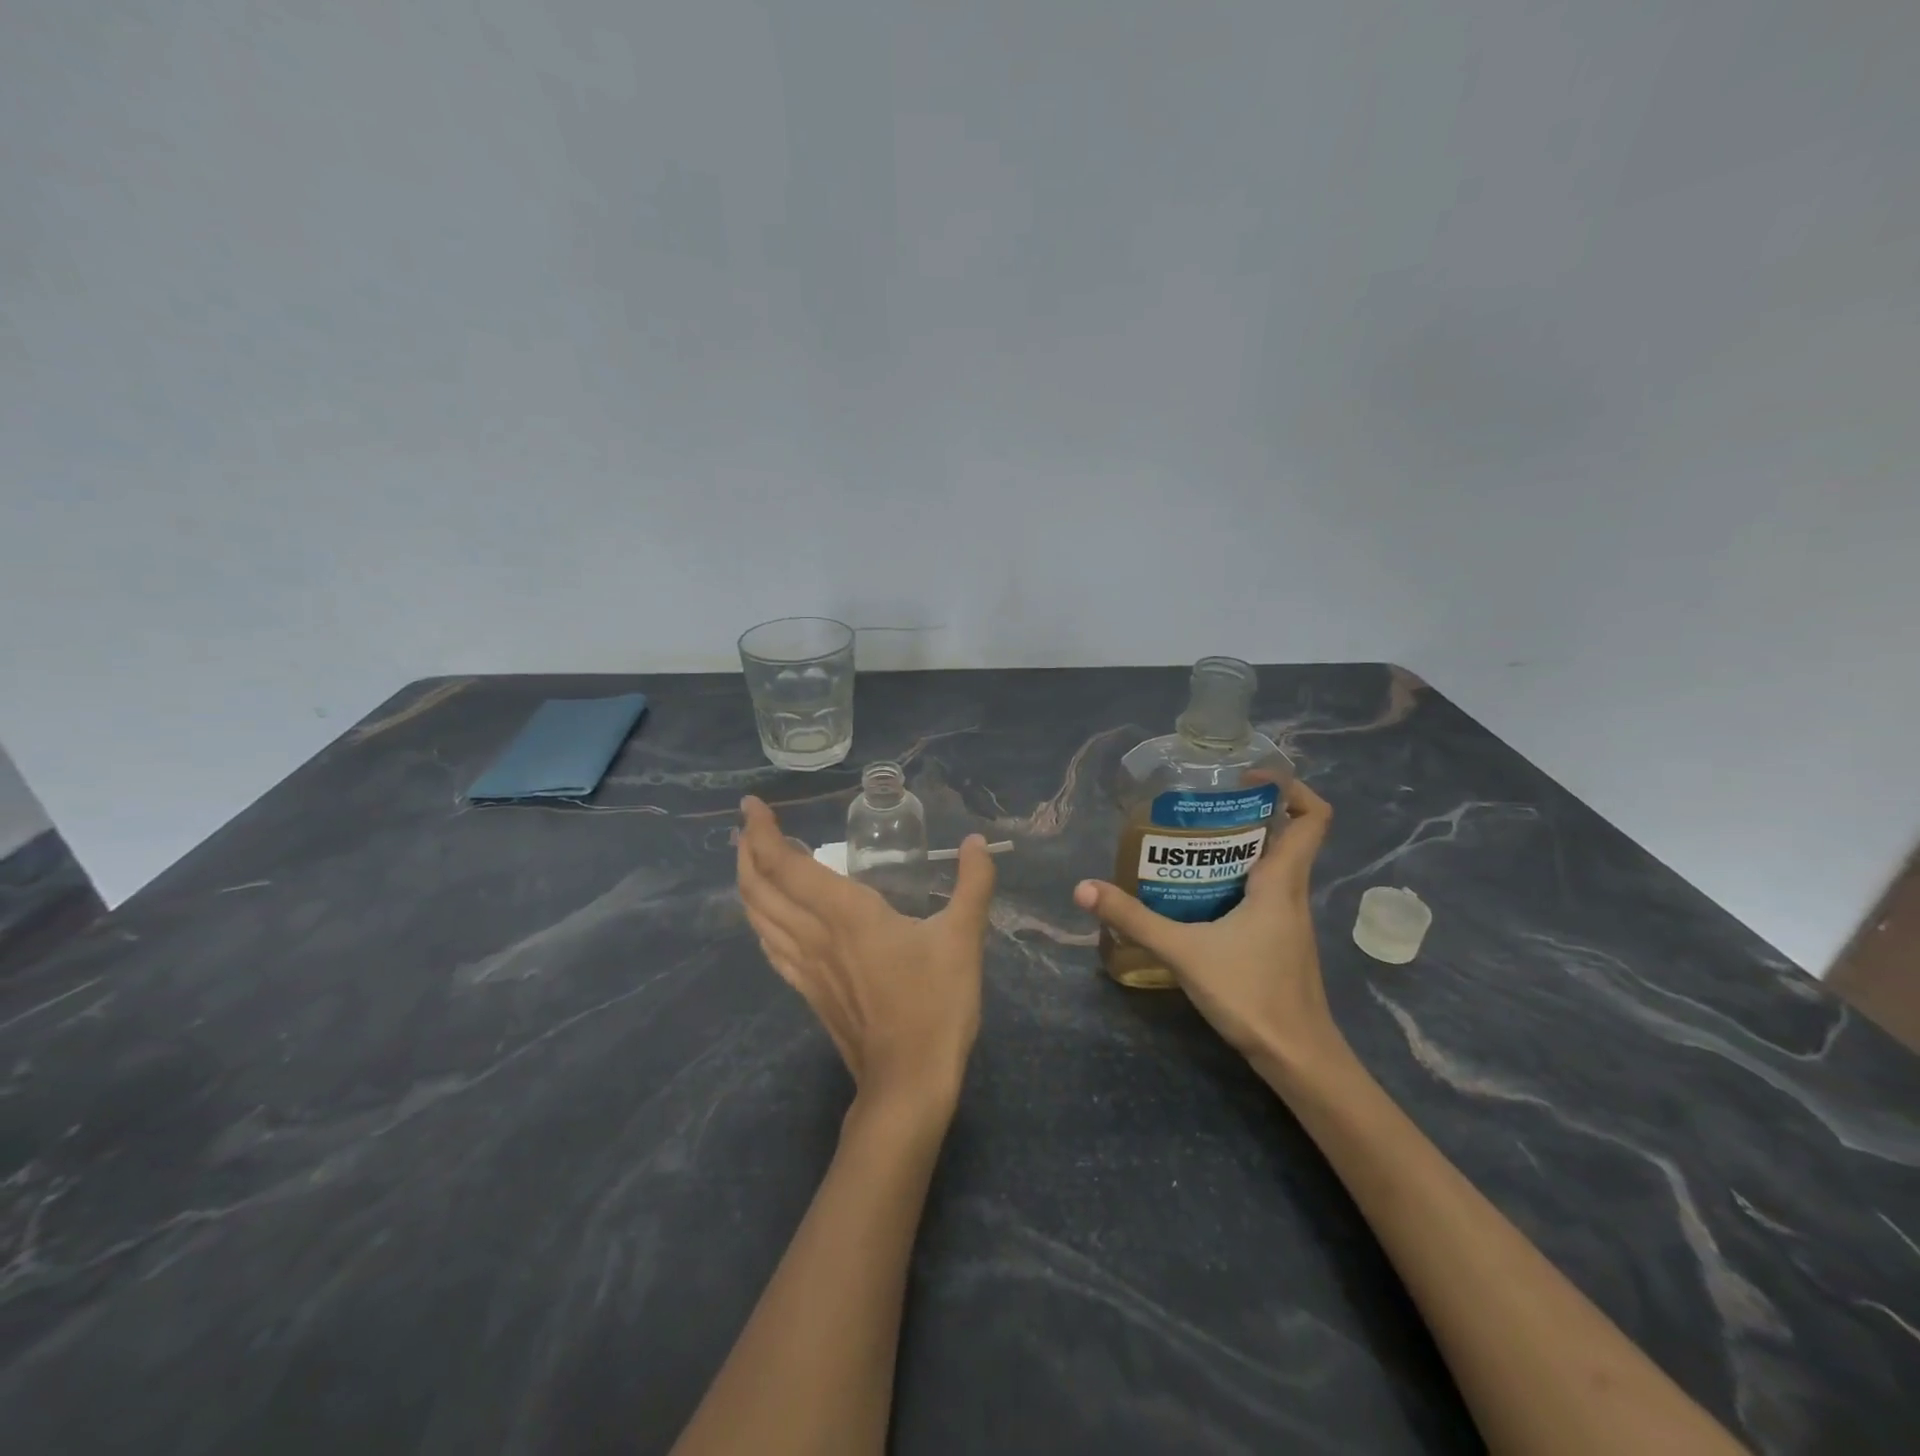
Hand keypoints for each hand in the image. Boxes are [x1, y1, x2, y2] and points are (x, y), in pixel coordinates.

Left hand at [737, 796, 997, 1114]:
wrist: (908, 1081)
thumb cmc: (935, 1004)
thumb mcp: (963, 938)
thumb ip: (972, 884)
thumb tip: (976, 841)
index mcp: (846, 914)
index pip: (787, 865)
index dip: (763, 832)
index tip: (751, 805)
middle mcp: (815, 935)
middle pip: (759, 888)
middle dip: (746, 852)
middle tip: (748, 826)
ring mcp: (806, 967)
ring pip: (758, 918)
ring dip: (747, 884)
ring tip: (751, 860)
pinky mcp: (809, 992)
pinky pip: (771, 947)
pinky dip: (761, 921)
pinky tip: (768, 919)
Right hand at [1074, 778, 1341, 1073]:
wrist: (1298, 1059)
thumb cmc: (1252, 995)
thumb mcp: (1184, 952)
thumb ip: (1133, 919)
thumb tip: (1084, 888)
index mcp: (1282, 881)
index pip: (1312, 817)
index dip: (1290, 787)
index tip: (1248, 777)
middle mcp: (1291, 892)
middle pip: (1285, 834)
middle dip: (1246, 812)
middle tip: (1198, 806)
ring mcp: (1288, 918)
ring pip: (1272, 865)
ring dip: (1237, 847)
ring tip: (1187, 841)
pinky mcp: (1279, 940)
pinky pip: (1261, 892)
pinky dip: (1234, 879)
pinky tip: (1195, 893)